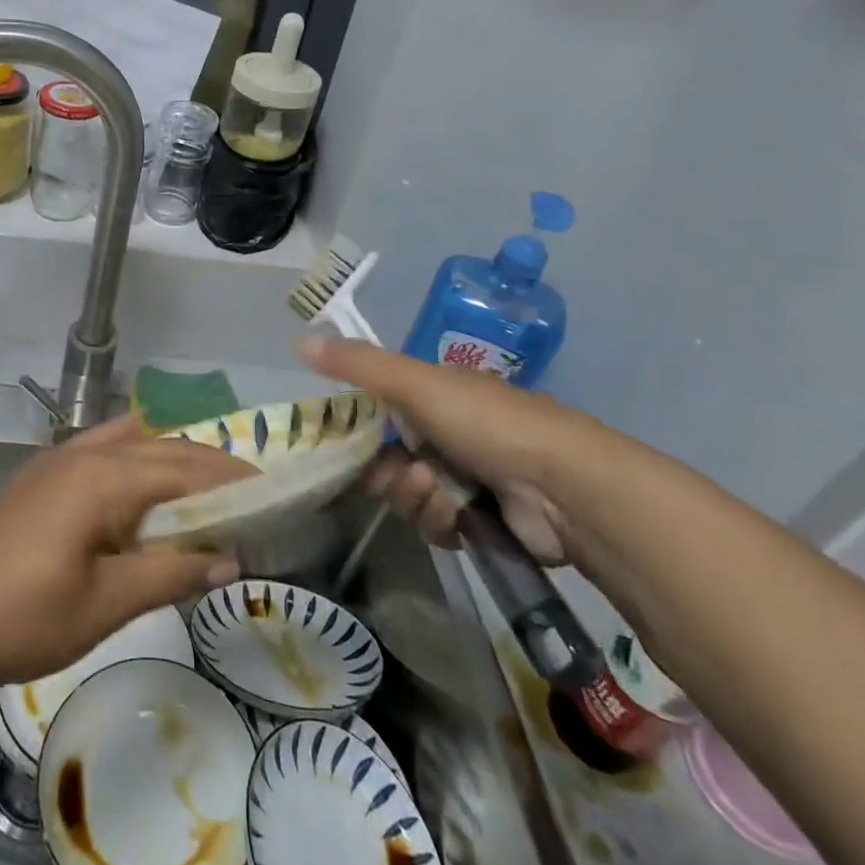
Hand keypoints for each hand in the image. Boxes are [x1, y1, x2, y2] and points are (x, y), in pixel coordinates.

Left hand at [0, 417, 250, 706]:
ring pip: (132, 443)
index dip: (231, 482)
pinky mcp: (41, 477)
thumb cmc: (23, 618)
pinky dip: (136, 457)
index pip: (186, 470)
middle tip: (252, 493)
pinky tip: (145, 482)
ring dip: (172, 458)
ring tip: (208, 487)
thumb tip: (229, 557)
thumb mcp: (106, 604)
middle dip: (209, 467)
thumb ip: (170, 573)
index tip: (272, 494)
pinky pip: (102, 449)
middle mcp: (85, 454)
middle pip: (162, 449)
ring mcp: (58, 461)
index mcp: (104, 478)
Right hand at [299, 334, 635, 564]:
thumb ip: (358, 365)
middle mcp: (450, 434)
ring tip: (443, 496)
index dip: (362, 432)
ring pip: (411, 495)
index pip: (379, 414)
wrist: (564, 486)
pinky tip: (460, 520)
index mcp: (437, 396)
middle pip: (390, 460)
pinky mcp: (484, 521)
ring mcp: (469, 478)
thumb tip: (300, 339)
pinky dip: (442, 523)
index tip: (352, 445)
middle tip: (411, 475)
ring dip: (417, 499)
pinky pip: (437, 526)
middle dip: (393, 473)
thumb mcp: (415, 383)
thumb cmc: (486, 422)